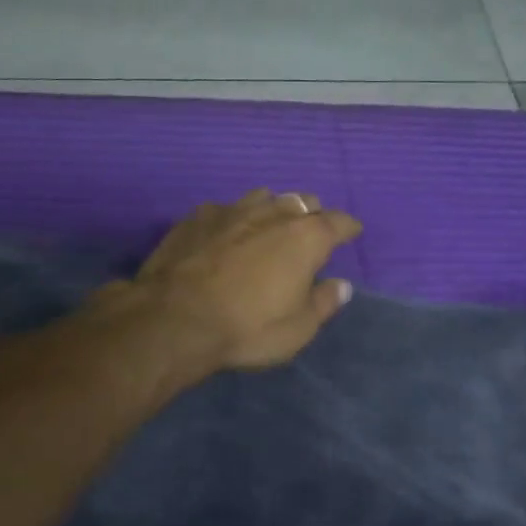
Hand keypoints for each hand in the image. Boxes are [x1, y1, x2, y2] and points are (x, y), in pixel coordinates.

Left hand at [124, 189, 363, 372]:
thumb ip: (323, 303)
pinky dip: (235, 218)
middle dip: (312, 213)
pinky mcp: (196, 217)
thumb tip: (341, 286)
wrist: (173, 319)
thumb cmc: (247, 327)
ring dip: (273, 208)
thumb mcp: (297, 329)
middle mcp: (272, 213)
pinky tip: (227, 232)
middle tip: (312, 230)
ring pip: (263, 196)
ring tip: (271, 224)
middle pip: (302, 201)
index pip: (337, 222)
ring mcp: (231, 210)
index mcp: (305, 238)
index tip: (352, 231)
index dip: (348, 226)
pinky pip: (226, 208)